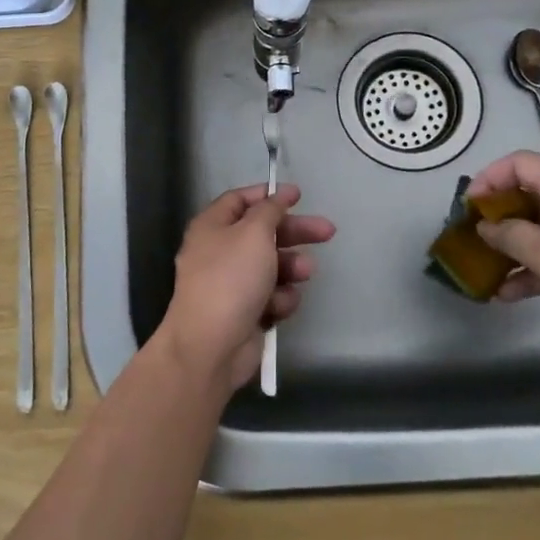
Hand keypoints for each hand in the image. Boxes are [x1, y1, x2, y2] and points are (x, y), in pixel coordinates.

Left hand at [159, 184, 335, 390]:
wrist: (212, 345)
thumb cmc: (231, 278)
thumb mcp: (254, 233)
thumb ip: (270, 210)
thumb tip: (278, 194)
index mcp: (212, 226)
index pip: (240, 200)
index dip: (269, 196)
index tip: (298, 195)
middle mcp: (219, 251)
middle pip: (263, 233)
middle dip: (295, 232)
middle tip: (327, 231)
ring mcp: (231, 284)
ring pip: (271, 266)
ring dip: (291, 267)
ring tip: (304, 272)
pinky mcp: (245, 311)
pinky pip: (270, 295)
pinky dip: (279, 298)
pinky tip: (279, 305)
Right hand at [467, 151, 539, 353]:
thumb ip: (512, 237)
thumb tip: (486, 226)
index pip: (519, 164)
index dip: (488, 179)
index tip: (468, 208)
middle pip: (527, 196)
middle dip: (496, 218)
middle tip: (472, 241)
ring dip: (513, 249)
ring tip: (485, 274)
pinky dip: (535, 268)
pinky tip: (511, 294)